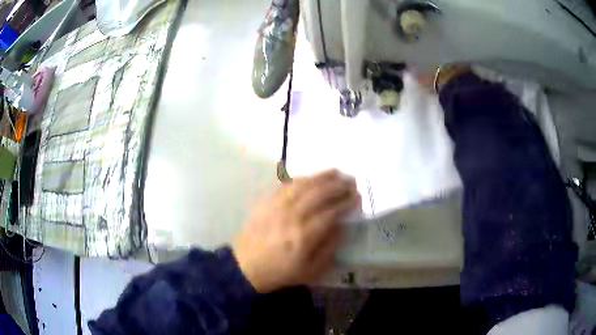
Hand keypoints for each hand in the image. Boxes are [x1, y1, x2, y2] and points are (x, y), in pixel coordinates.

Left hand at [233, 169, 360, 292]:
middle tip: (351, 182)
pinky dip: (300, 179)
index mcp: (304, 236)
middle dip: (338, 185)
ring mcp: (276, 206)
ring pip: (302, 184)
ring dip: (321, 176)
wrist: (246, 267)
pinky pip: (285, 185)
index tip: (357, 197)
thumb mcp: (311, 271)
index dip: (346, 202)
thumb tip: (341, 227)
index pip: (331, 212)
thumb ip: (329, 249)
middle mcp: (291, 216)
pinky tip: (310, 178)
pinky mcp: (265, 202)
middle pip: (318, 193)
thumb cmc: (280, 272)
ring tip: (335, 172)